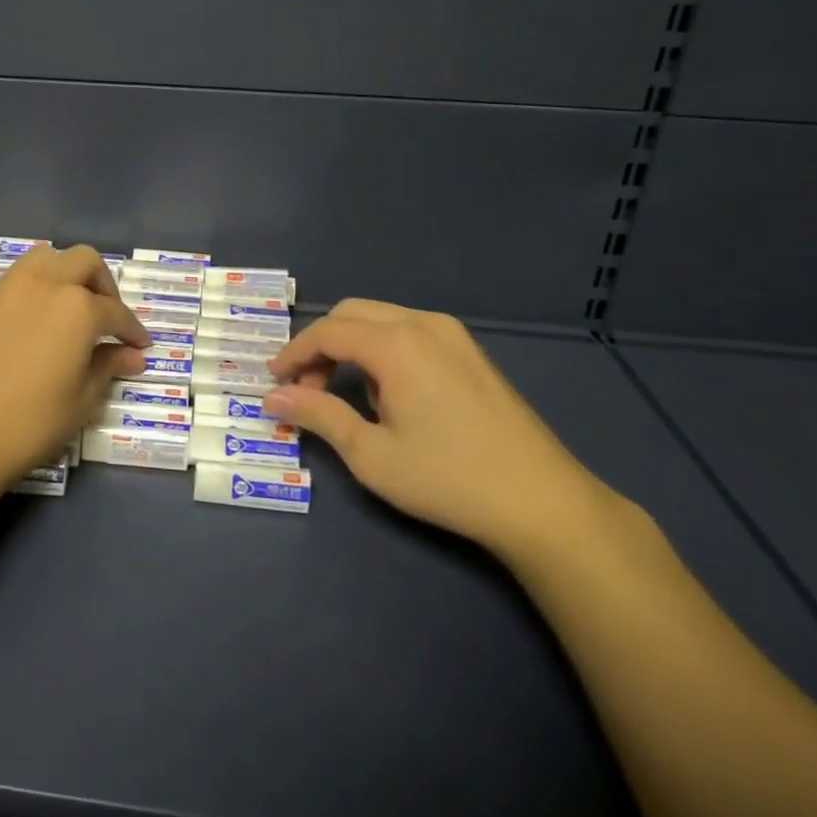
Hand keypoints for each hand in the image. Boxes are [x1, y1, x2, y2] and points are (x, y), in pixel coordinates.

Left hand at [0, 245, 148, 489]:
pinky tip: (28, 327)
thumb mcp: (81, 400)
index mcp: (77, 307)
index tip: (139, 345)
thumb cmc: (30, 423)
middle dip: (103, 285)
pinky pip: (12, 283)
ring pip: (44, 259)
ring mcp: (5, 289)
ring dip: (64, 276)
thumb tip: (131, 355)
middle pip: (84, 261)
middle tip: (106, 318)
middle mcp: (43, 284)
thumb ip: (108, 367)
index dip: (132, 330)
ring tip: (67, 310)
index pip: (116, 312)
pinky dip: (31, 293)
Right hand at [264, 300, 614, 555]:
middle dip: (320, 345)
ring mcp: (453, 335)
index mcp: (396, 343)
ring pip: (381, 319)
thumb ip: (319, 415)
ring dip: (351, 345)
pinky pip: (409, 332)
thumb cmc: (448, 478)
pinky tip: (388, 394)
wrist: (543, 502)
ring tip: (345, 395)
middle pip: (352, 314)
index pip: (327, 331)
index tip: (273, 380)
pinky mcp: (471, 352)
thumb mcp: (371, 454)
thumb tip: (273, 396)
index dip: (294, 353)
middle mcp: (423, 324)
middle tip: (304, 387)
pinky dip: (381, 349)